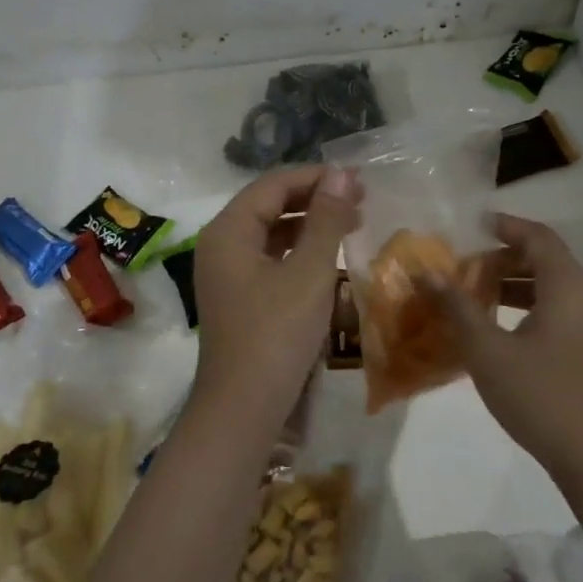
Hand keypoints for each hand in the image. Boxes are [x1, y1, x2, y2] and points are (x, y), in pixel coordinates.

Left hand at [191, 165, 360, 422]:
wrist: (243, 408)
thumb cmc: (276, 334)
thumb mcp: (309, 273)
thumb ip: (327, 220)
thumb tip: (342, 173)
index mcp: (228, 230)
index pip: (273, 185)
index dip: (316, 177)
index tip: (358, 180)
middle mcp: (220, 244)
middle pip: (269, 205)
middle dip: (315, 199)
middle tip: (361, 200)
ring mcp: (226, 273)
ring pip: (270, 233)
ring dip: (309, 225)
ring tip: (352, 224)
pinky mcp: (238, 297)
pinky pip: (269, 259)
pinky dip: (299, 252)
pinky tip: (327, 258)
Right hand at [430, 214, 582, 485]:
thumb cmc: (540, 396)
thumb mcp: (487, 350)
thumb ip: (457, 307)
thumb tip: (427, 272)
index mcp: (566, 287)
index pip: (538, 237)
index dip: (505, 225)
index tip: (471, 225)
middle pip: (543, 258)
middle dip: (501, 256)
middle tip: (462, 264)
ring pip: (548, 286)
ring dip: (510, 282)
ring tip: (471, 291)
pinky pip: (553, 309)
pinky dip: (523, 305)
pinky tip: (493, 326)